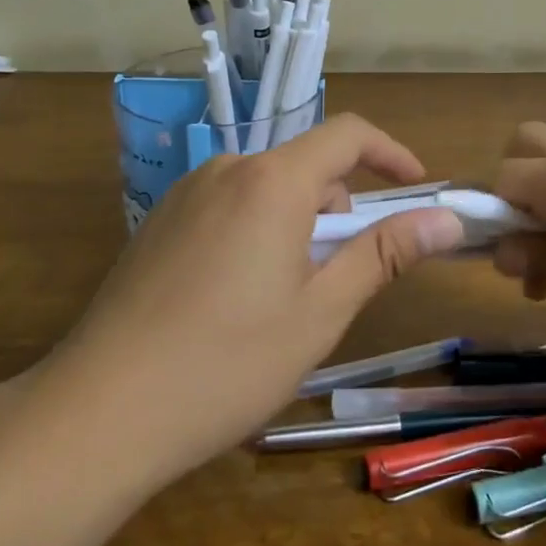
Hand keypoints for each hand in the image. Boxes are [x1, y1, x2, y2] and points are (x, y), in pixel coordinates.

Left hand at [40, 115, 463, 484]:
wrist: (100, 410)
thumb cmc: (227, 364)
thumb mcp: (320, 312)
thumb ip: (384, 254)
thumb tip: (446, 219)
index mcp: (273, 181)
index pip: (348, 135)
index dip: (391, 154)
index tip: (418, 188)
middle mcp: (228, 168)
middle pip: (306, 167)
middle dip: (339, 209)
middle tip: (342, 278)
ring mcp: (187, 192)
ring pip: (267, 189)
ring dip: (297, 224)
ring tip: (286, 299)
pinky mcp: (160, 220)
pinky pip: (230, 205)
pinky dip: (257, 230)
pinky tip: (236, 299)